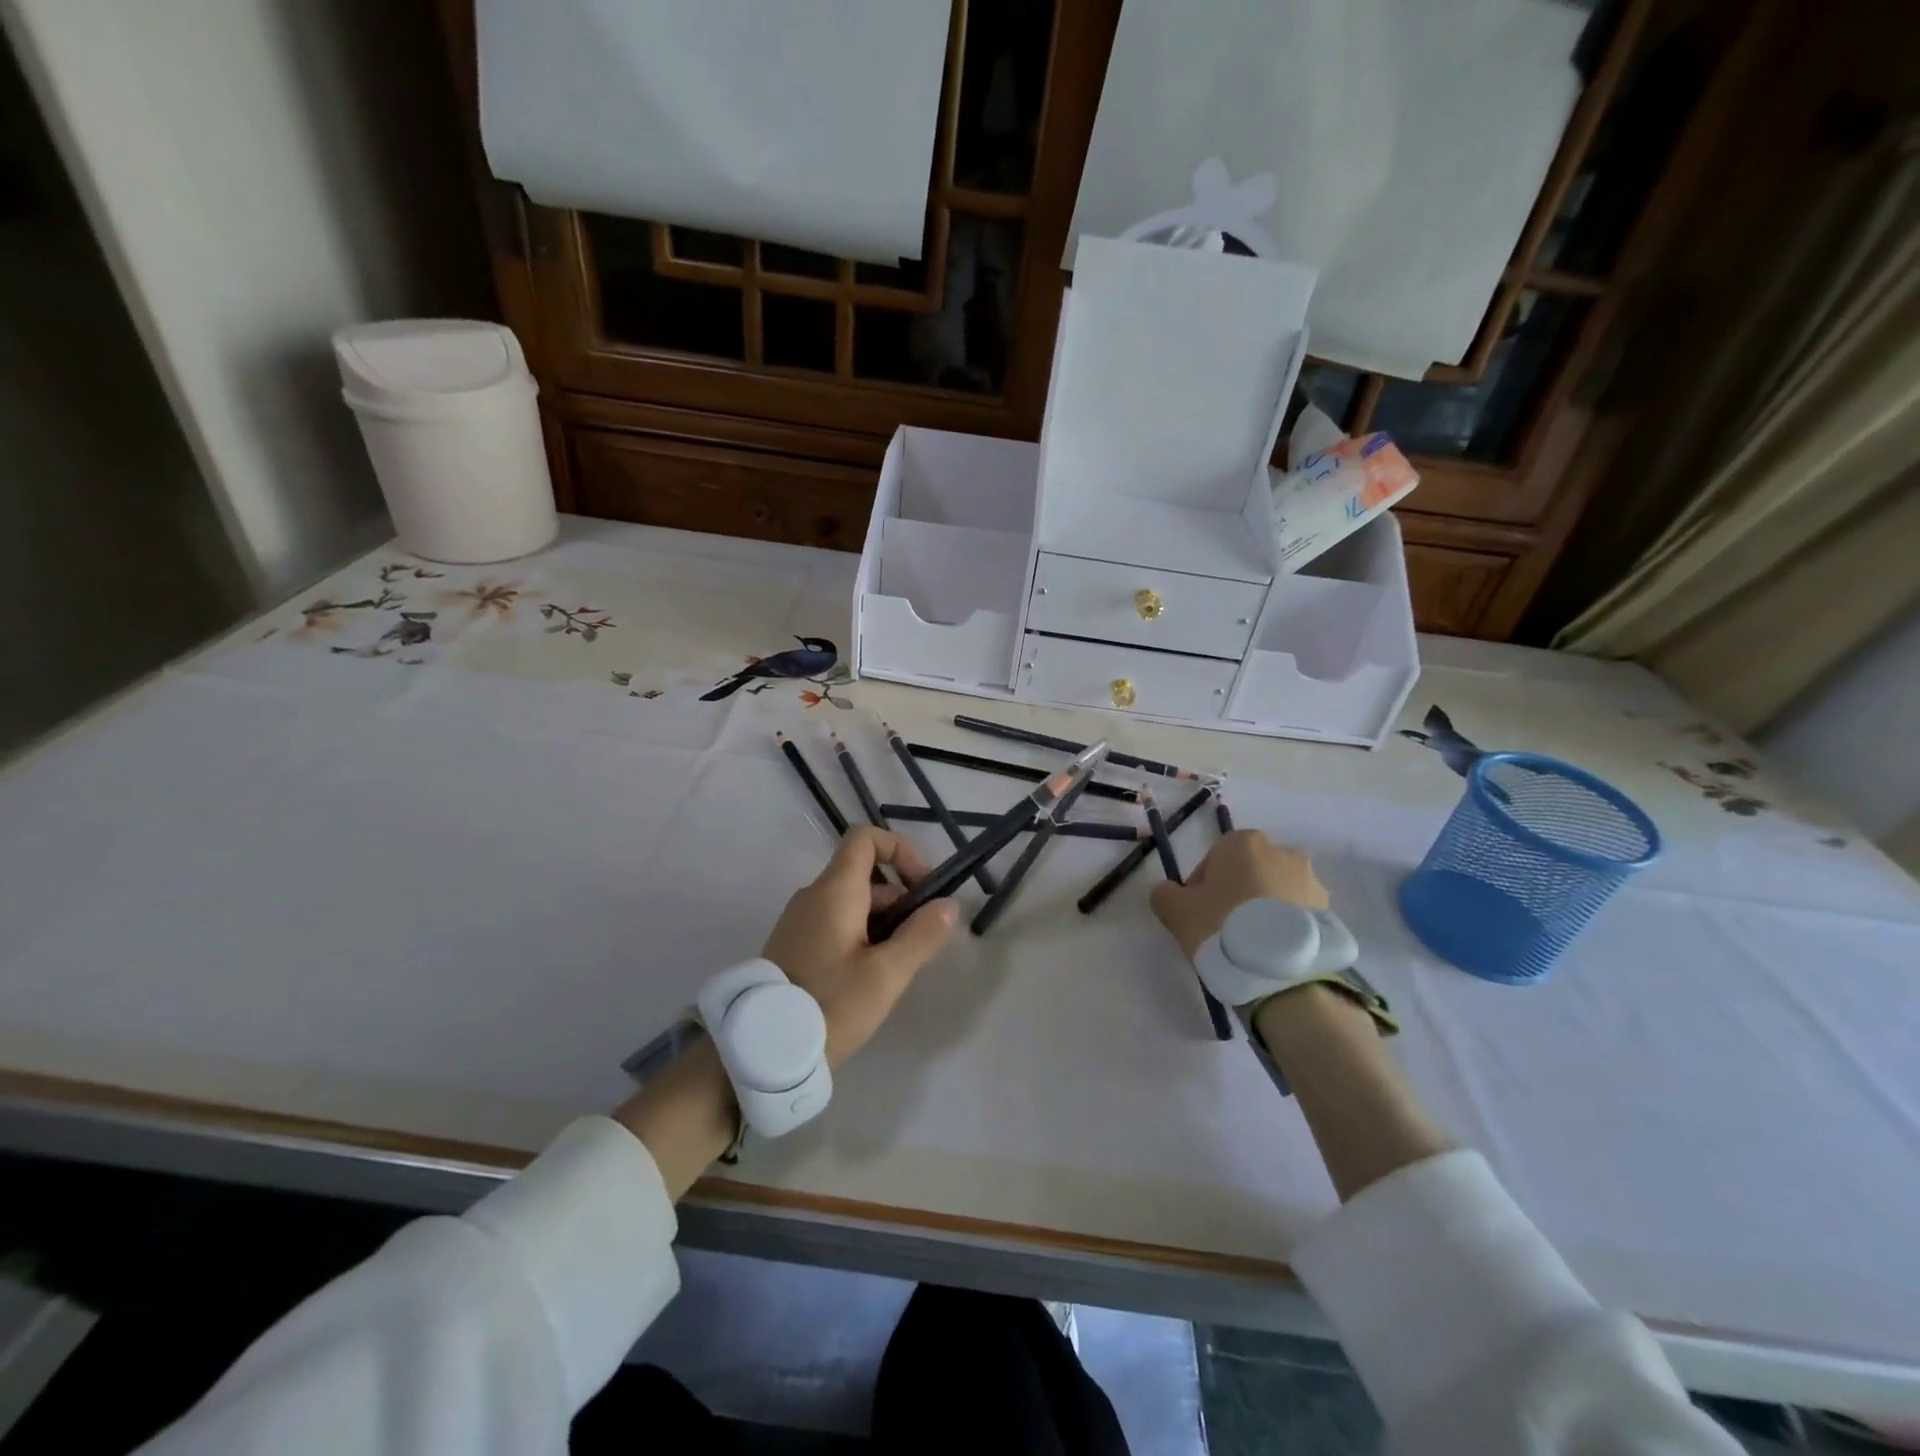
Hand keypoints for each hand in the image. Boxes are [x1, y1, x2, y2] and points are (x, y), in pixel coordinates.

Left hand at [761, 826, 958, 1068]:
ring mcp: (800, 920)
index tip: (924, 888)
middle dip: (901, 900)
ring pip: (853, 903)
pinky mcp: (794, 945)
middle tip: (920, 944)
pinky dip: (861, 936)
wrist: (762, 1051)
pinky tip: (869, 978)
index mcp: (834, 890)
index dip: (900, 851)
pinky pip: (836, 924)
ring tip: (897, 968)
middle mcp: (813, 895)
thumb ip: (922, 935)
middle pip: (865, 875)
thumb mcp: (886, 975)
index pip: (865, 839)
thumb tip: (949, 905)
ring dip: (884, 923)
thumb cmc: (830, 1005)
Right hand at [1150, 830, 1328, 960]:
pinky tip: (1272, 952)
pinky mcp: (1329, 911)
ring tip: (1252, 945)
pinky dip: (1285, 926)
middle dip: (1236, 894)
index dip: (1202, 885)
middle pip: (1248, 872)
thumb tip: (1169, 892)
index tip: (1198, 912)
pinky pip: (1297, 914)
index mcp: (1244, 843)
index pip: (1215, 858)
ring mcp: (1311, 881)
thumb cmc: (1222, 926)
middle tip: (1222, 928)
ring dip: (1263, 909)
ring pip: (1275, 892)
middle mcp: (1282, 852)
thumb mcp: (1176, 911)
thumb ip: (1165, 894)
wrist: (1281, 970)